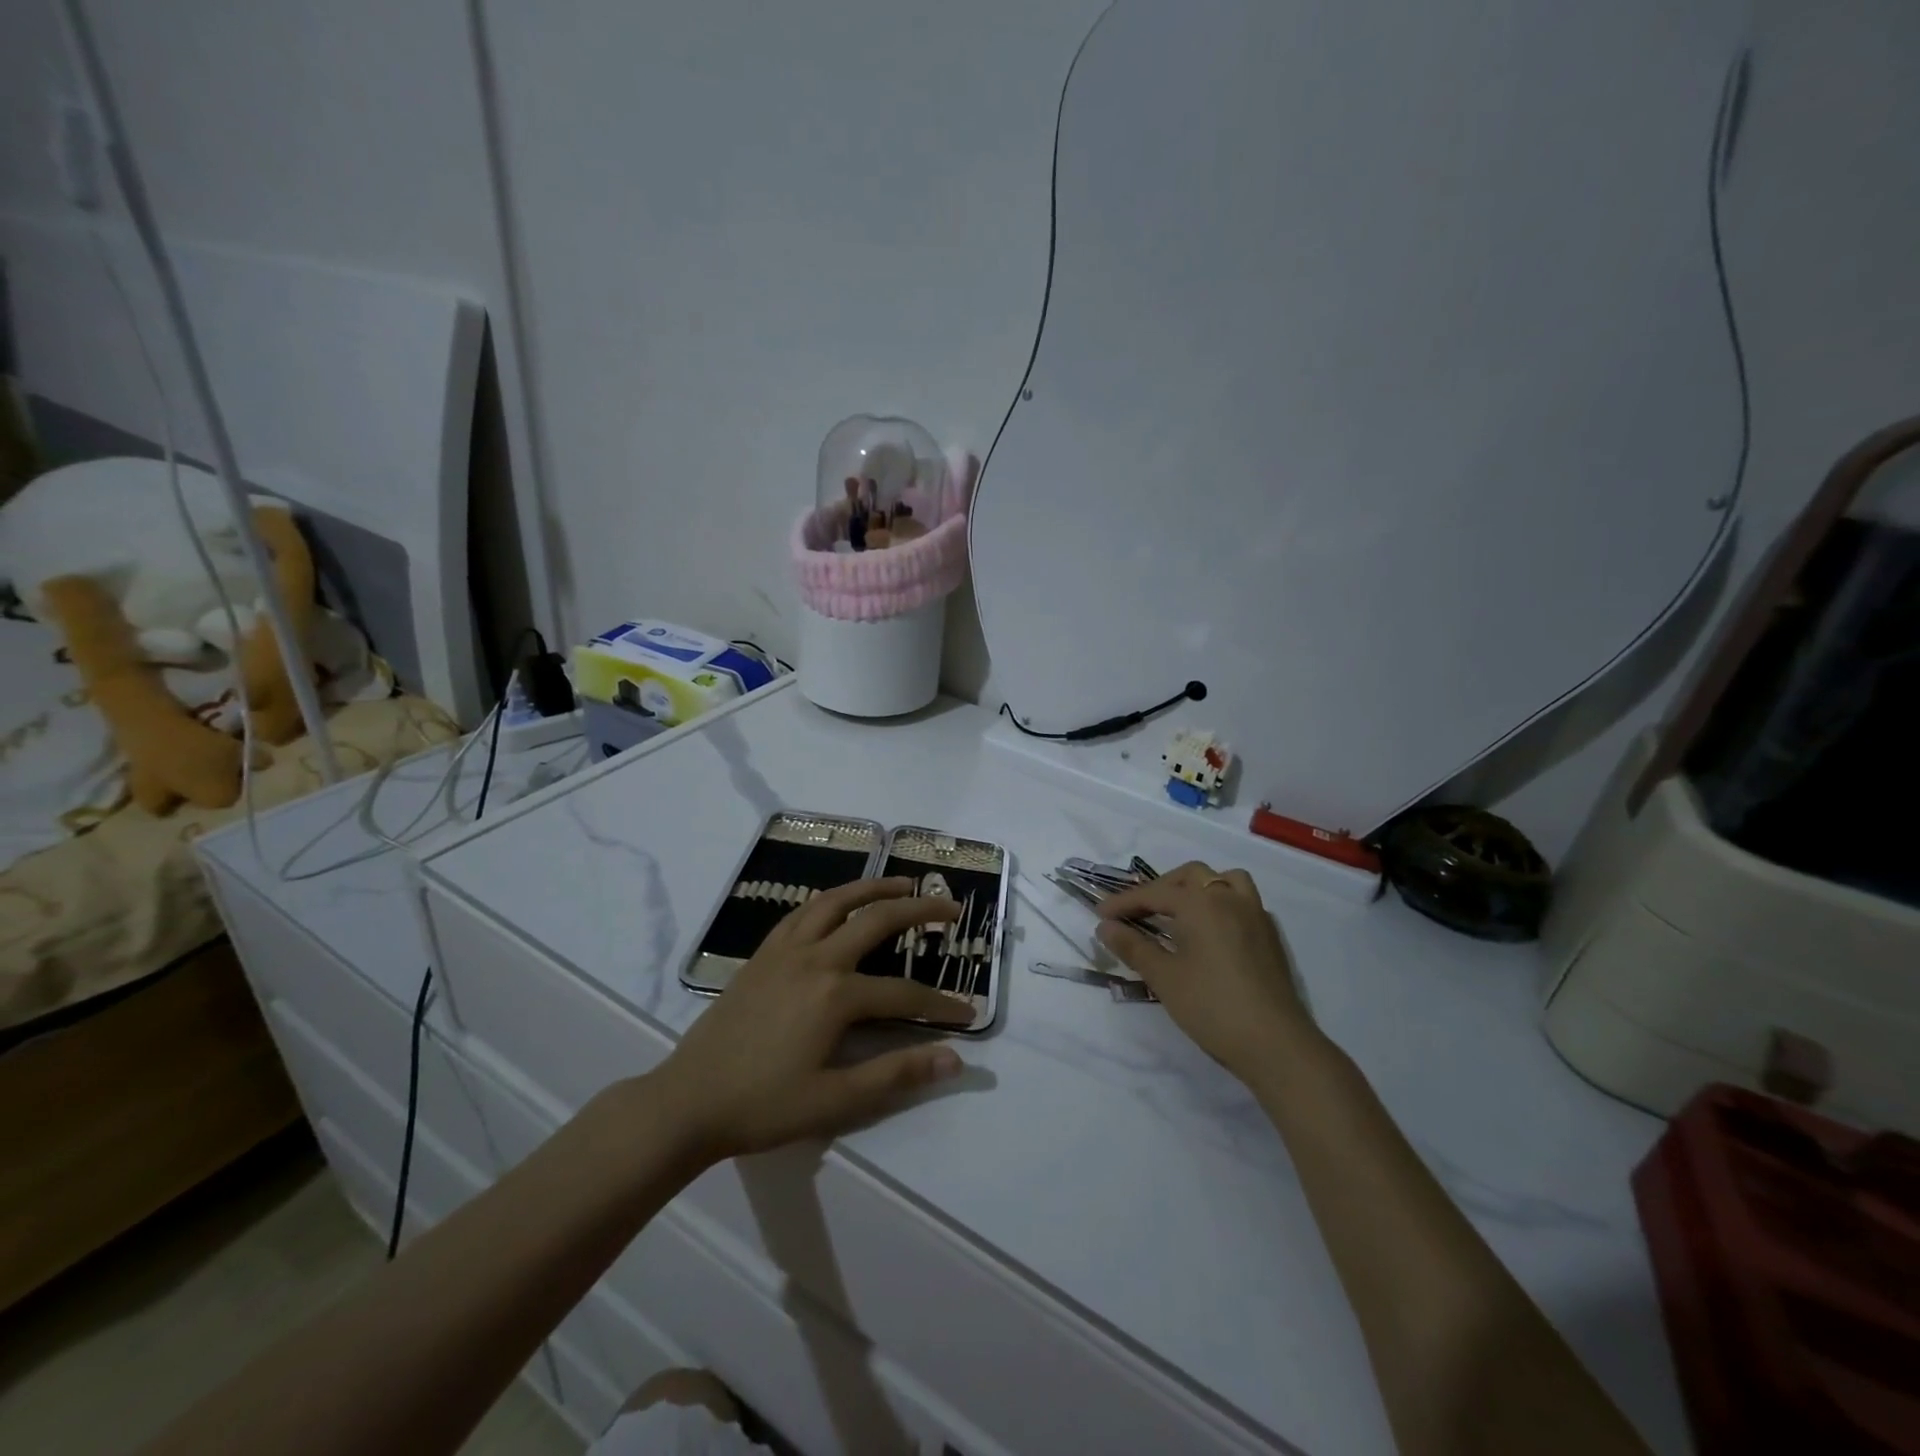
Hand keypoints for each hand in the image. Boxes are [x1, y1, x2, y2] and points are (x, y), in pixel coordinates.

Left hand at [653, 878, 972, 1161]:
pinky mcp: (762, 953)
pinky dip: (830, 900)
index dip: (941, 1005)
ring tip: (903, 884)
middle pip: (877, 920)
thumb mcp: (834, 1101)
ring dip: (873, 888)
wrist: (688, 1100)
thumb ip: (896, 1074)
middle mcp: (815, 958)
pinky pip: (802, 912)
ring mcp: (785, 950)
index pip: (904, 994)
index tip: (969, 1012)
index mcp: (836, 995)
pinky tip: (839, 904)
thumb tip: (954, 1059)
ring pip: (836, 901)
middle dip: (920, 912)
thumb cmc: (763, 1106)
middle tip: (952, 908)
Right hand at [1096, 861, 1317, 1081]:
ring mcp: (1255, 914)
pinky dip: (1222, 902)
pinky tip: (1212, 930)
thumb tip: (1105, 927)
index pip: (1154, 893)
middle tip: (1139, 911)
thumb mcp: (1164, 977)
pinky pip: (1243, 901)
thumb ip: (1133, 946)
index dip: (1124, 902)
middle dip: (1161, 888)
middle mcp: (1229, 898)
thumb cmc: (1211, 1006)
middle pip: (1191, 876)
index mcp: (1200, 903)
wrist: (1275, 1043)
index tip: (1100, 914)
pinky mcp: (1270, 935)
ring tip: (1180, 909)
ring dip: (1198, 886)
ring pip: (1224, 880)